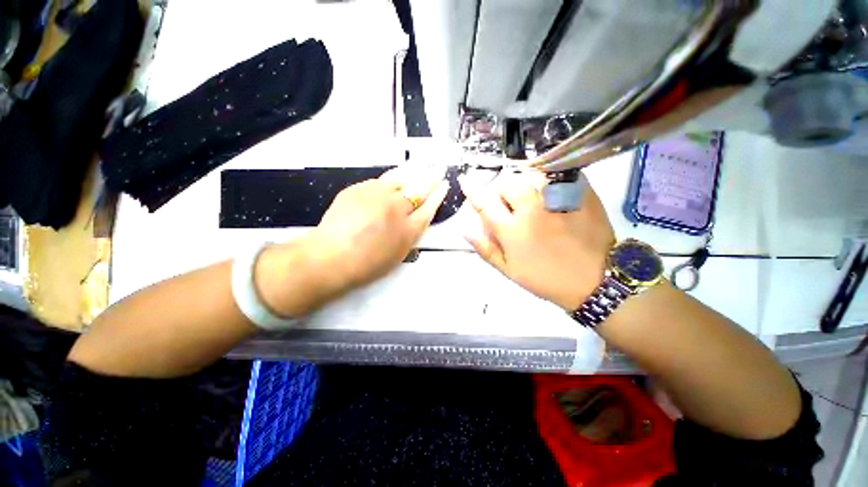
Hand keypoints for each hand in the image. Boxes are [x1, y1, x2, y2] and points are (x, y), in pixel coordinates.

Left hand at [256, 166, 448, 315]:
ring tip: (421, 165)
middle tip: (439, 169)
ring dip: (413, 171)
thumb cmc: (367, 264)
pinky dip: (390, 180)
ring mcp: (377, 195)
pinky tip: (393, 179)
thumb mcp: (398, 254)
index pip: (429, 207)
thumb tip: (417, 218)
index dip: (438, 195)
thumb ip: (410, 234)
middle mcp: (396, 208)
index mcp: (408, 229)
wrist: (331, 257)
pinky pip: (379, 181)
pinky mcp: (358, 189)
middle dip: (431, 178)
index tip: (444, 185)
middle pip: (419, 189)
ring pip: (400, 178)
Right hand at [460, 170, 614, 310]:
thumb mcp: (510, 270)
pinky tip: (555, 193)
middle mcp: (531, 210)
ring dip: (527, 183)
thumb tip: (465, 228)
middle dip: (505, 191)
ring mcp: (557, 200)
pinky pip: (560, 176)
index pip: (485, 204)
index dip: (473, 192)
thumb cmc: (546, 279)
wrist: (595, 282)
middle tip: (512, 203)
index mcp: (512, 231)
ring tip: (534, 196)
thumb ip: (486, 248)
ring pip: (533, 175)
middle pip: (508, 183)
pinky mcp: (580, 195)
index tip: (466, 181)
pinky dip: (552, 180)